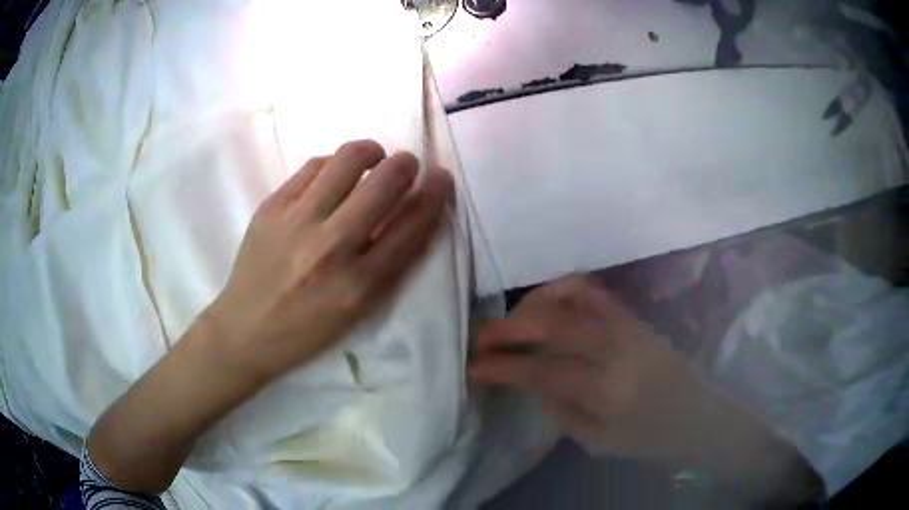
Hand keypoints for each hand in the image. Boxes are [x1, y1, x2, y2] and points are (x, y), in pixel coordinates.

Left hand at [88, 140, 452, 492]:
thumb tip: (394, 231)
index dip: (429, 200)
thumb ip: (375, 273)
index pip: (407, 229)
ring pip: (342, 167)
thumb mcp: (346, 322)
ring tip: (370, 155)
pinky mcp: (265, 214)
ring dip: (363, 155)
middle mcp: (327, 252)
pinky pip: (306, 172)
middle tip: (408, 161)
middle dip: (402, 169)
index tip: (443, 180)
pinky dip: (326, 162)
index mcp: (355, 288)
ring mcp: (292, 227)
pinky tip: (330, 167)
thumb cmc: (290, 343)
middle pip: (378, 189)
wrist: (229, 345)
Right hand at [470, 275, 823, 502]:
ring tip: (511, 320)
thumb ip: (560, 408)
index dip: (504, 367)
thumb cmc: (649, 438)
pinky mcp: (635, 316)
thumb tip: (531, 378)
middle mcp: (618, 352)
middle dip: (507, 329)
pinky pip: (594, 290)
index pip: (544, 371)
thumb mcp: (597, 443)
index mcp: (609, 392)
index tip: (474, 366)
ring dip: (532, 305)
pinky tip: (546, 300)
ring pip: (571, 299)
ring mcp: (628, 327)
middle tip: (479, 335)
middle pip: (553, 327)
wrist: (698, 415)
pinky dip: (563, 288)